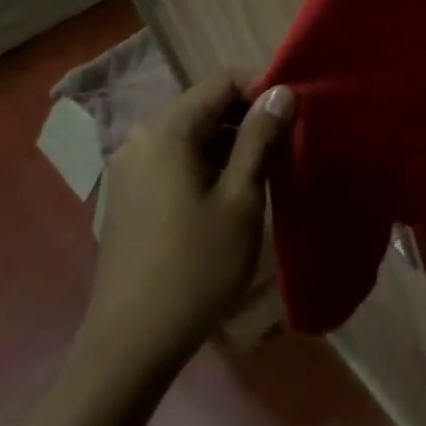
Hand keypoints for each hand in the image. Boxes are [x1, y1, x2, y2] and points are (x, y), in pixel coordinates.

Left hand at [78, 73, 294, 375]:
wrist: (131, 343)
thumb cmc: (196, 266)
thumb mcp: (240, 198)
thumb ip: (259, 138)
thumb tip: (281, 91)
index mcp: (166, 132)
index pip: (222, 82)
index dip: (262, 91)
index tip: (294, 117)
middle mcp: (141, 140)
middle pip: (205, 105)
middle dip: (249, 118)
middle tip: (287, 144)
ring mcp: (130, 169)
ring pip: (193, 134)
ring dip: (232, 142)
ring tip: (268, 170)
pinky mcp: (130, 196)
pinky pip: (177, 160)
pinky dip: (209, 163)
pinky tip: (233, 193)